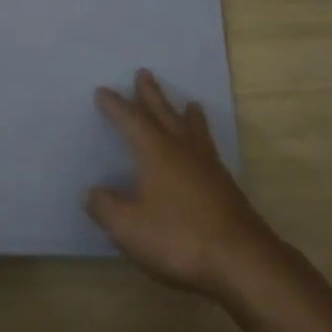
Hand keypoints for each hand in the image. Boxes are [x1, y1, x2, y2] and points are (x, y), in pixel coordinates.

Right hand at [86, 68, 280, 300]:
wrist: (240, 259)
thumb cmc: (178, 238)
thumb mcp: (129, 227)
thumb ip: (106, 207)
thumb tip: (90, 192)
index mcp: (155, 151)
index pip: (130, 120)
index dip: (115, 106)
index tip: (102, 91)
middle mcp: (181, 148)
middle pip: (164, 112)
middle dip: (151, 94)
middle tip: (144, 72)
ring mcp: (207, 165)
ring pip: (192, 128)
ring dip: (184, 112)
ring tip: (189, 103)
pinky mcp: (224, 185)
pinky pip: (207, 147)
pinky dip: (201, 137)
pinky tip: (203, 149)